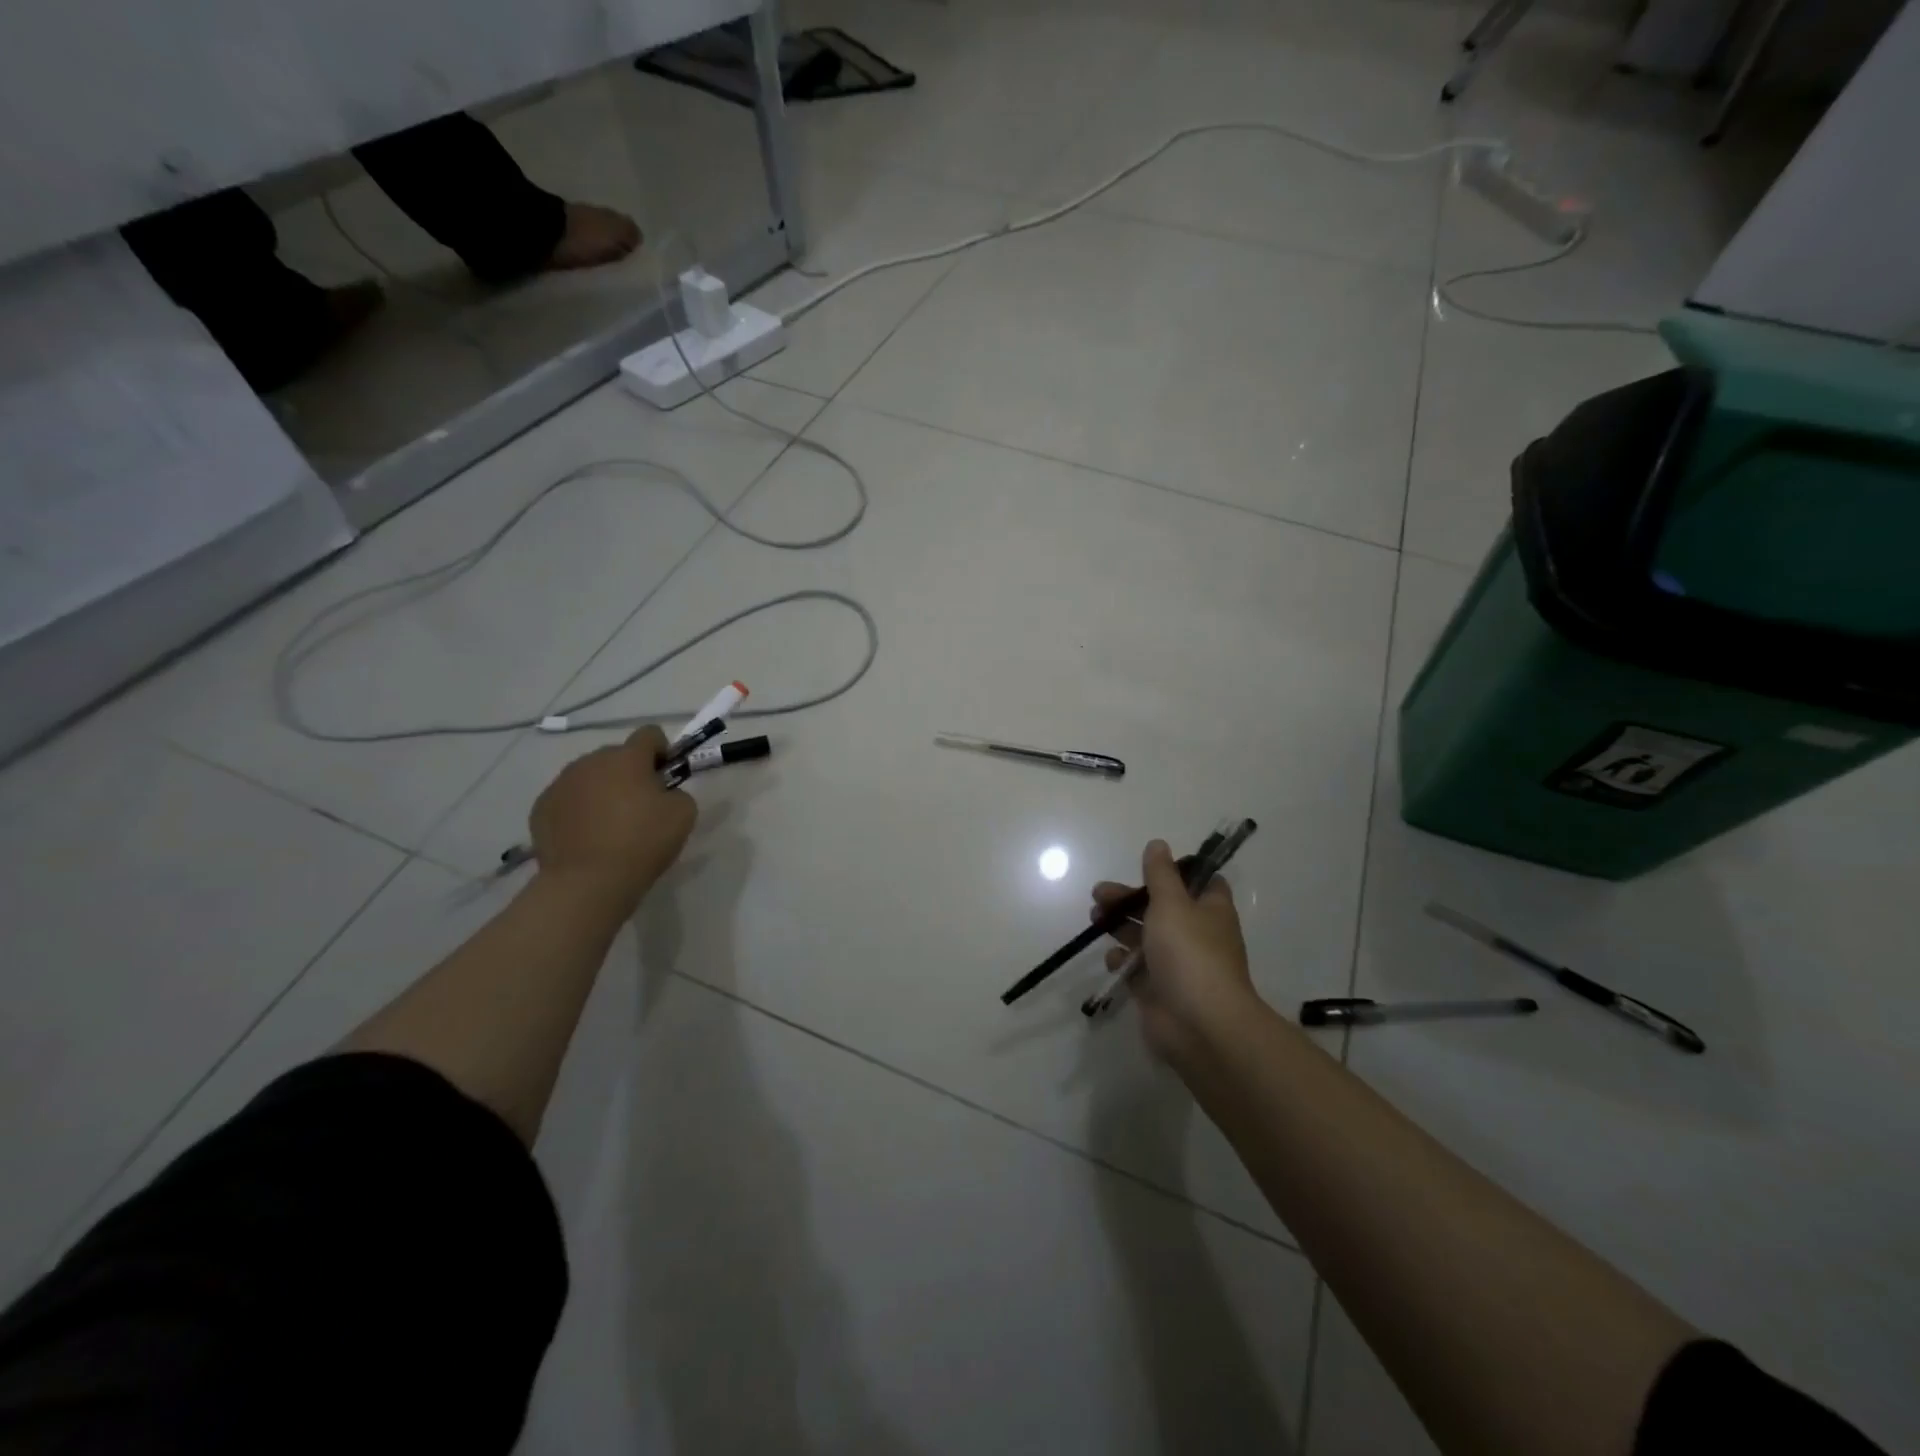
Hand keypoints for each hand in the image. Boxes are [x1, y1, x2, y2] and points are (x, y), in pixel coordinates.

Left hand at [528, 725, 696, 913]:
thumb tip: (662, 793)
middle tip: (640, 805)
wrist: (587, 881)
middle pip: (616, 756)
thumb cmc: (642, 842)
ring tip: (610, 824)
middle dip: (630, 773)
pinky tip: (587, 836)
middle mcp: (590, 761)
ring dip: (603, 789)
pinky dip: (579, 810)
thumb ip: (677, 792)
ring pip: (589, 776)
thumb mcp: (683, 814)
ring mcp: (561, 783)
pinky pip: (567, 799)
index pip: (650, 734)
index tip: (665, 776)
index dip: (662, 751)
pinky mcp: (541, 807)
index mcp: (627, 757)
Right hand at [1091, 839, 1257, 1064]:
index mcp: (1210, 910)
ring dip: (1120, 926)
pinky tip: (1111, 959)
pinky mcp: (1159, 991)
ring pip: (1145, 937)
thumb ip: (1160, 874)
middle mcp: (1197, 935)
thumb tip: (1158, 844)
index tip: (1148, 867)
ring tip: (1094, 919)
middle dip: (1130, 899)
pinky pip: (1137, 970)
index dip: (1176, 872)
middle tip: (1099, 894)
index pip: (1200, 883)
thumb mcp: (1172, 902)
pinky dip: (1122, 962)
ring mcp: (1178, 965)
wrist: (1199, 1024)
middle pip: (1161, 908)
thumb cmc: (1189, 953)